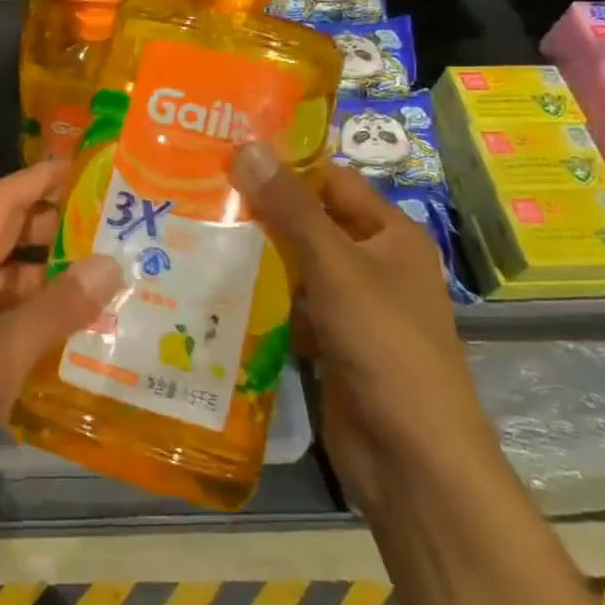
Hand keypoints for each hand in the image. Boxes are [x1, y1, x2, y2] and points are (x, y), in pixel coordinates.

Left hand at [0, 159, 121, 535]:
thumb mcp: (0, 353)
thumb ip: (57, 308)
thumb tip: (111, 262)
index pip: (0, 201)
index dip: (39, 178)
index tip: (85, 166)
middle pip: (6, 237)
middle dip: (53, 223)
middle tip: (112, 221)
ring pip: (11, 282)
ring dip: (52, 275)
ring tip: (109, 271)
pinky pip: (10, 322)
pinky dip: (42, 317)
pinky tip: (82, 328)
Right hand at [229, 143, 494, 503]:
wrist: (412, 458)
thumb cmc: (384, 344)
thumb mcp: (335, 265)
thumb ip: (291, 208)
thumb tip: (248, 146)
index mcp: (390, 235)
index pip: (332, 180)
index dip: (285, 165)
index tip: (227, 153)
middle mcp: (374, 264)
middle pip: (310, 223)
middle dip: (260, 211)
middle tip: (198, 190)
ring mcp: (352, 308)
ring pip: (295, 268)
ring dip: (255, 256)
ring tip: (193, 231)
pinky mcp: (331, 345)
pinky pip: (290, 309)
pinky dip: (260, 300)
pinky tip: (212, 289)